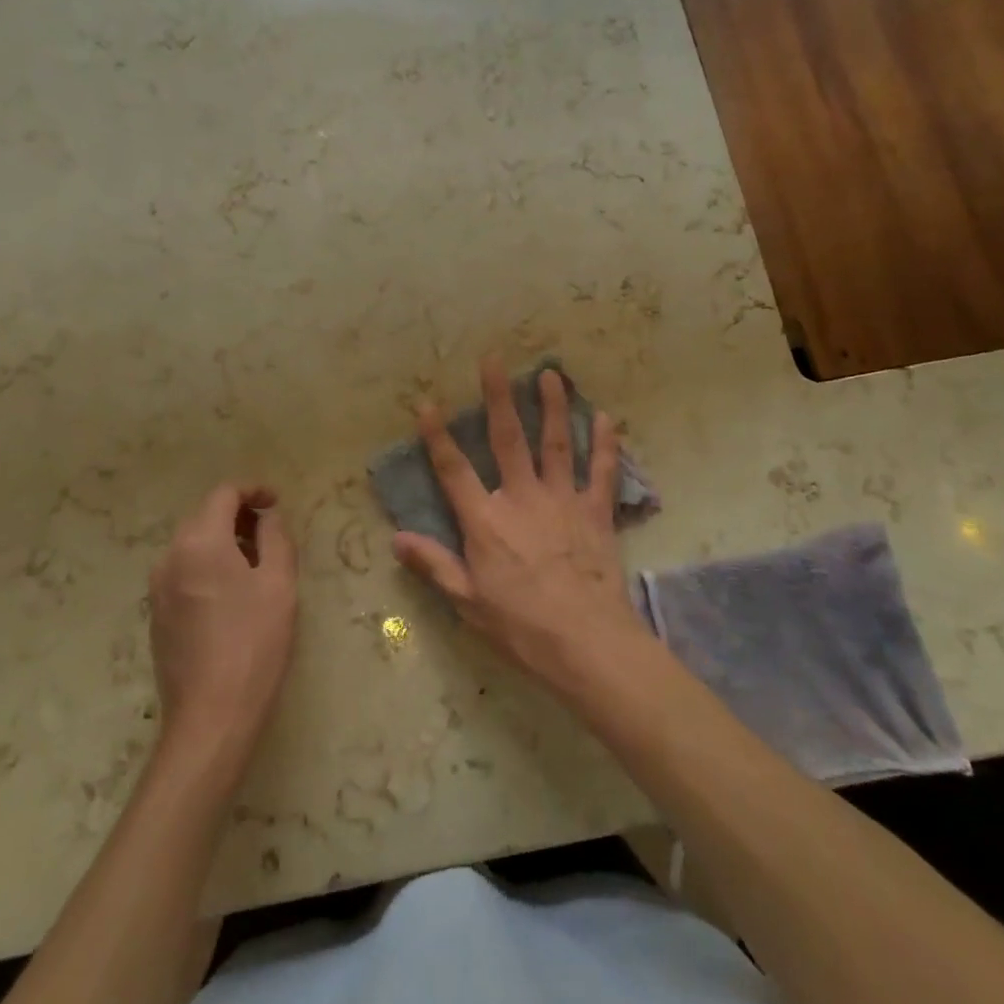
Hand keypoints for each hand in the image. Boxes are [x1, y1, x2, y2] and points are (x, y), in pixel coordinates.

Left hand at [149, 483, 298, 755]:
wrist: (211, 718)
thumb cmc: (254, 643)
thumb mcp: (279, 583)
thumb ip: (276, 537)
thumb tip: (268, 517)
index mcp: (199, 542)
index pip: (223, 494)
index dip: (253, 490)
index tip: (277, 504)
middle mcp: (170, 557)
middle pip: (204, 515)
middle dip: (238, 515)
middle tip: (271, 533)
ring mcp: (158, 588)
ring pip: (192, 544)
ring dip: (224, 541)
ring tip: (257, 563)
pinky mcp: (157, 615)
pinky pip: (184, 571)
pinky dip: (209, 565)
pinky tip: (233, 594)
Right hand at [392, 359, 646, 689]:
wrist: (587, 644)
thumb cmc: (521, 627)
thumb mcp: (468, 602)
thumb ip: (434, 565)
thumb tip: (396, 538)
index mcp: (486, 521)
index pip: (454, 470)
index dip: (437, 436)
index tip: (427, 403)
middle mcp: (522, 498)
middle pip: (507, 439)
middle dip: (497, 397)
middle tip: (493, 359)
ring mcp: (562, 501)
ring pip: (556, 443)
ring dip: (553, 406)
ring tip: (551, 374)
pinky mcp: (596, 512)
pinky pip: (601, 471)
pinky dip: (605, 444)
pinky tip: (608, 417)